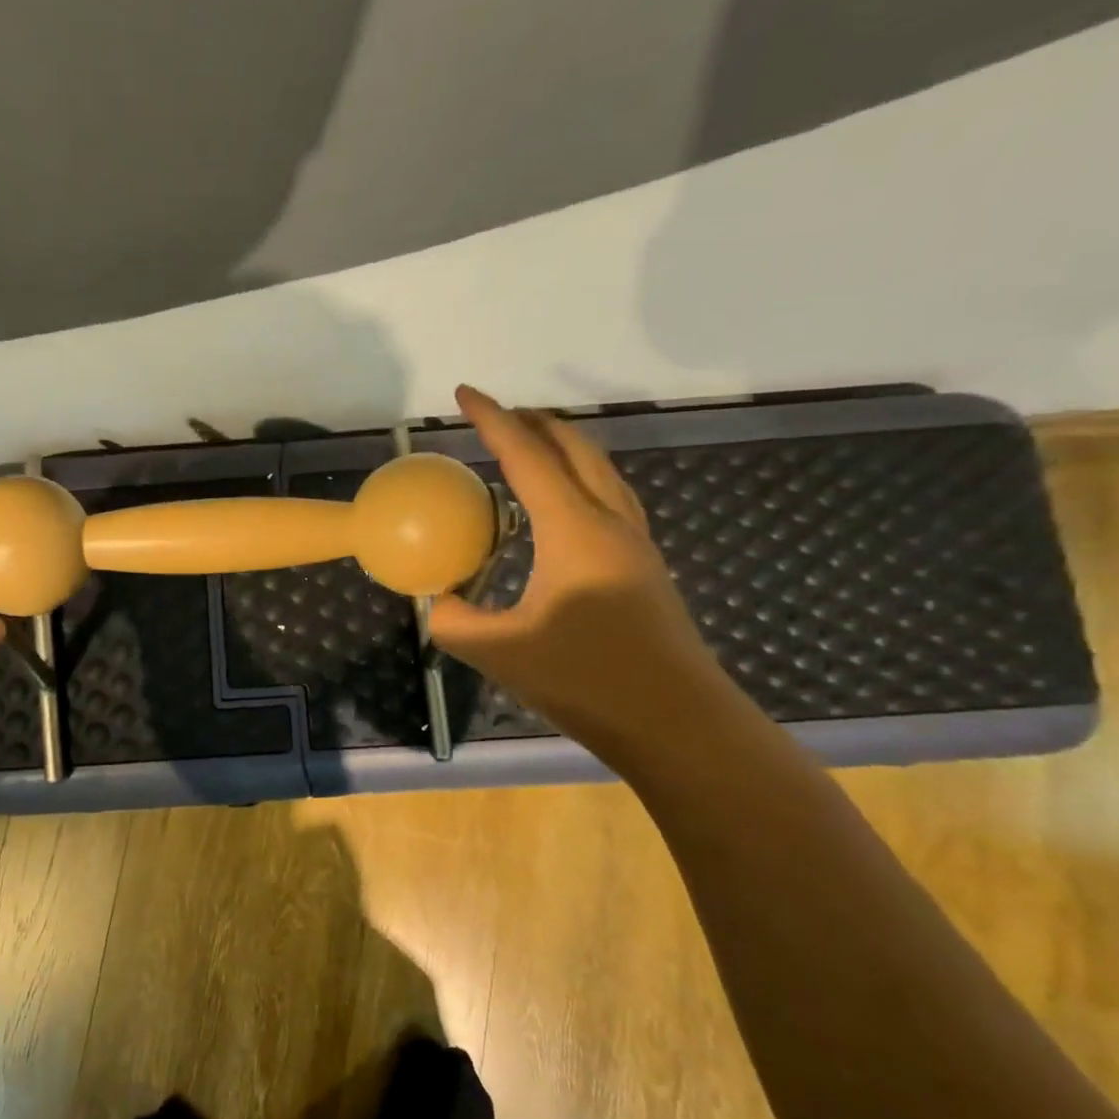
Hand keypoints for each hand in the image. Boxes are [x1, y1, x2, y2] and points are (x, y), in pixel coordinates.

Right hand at [429, 386, 726, 759]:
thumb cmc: (588, 680)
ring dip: (564, 448)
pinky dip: (580, 481)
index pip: (528, 457)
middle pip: (576, 450)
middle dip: (535, 423)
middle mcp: (611, 523)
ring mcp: (635, 545)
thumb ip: (455, 621)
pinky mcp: (645, 570)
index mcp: (575, 530)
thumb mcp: (500, 652)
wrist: (679, 725)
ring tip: (531, 447)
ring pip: (601, 472)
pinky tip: (563, 510)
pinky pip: (611, 500)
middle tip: (498, 415)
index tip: (465, 394)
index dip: (492, 420)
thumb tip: (439, 602)